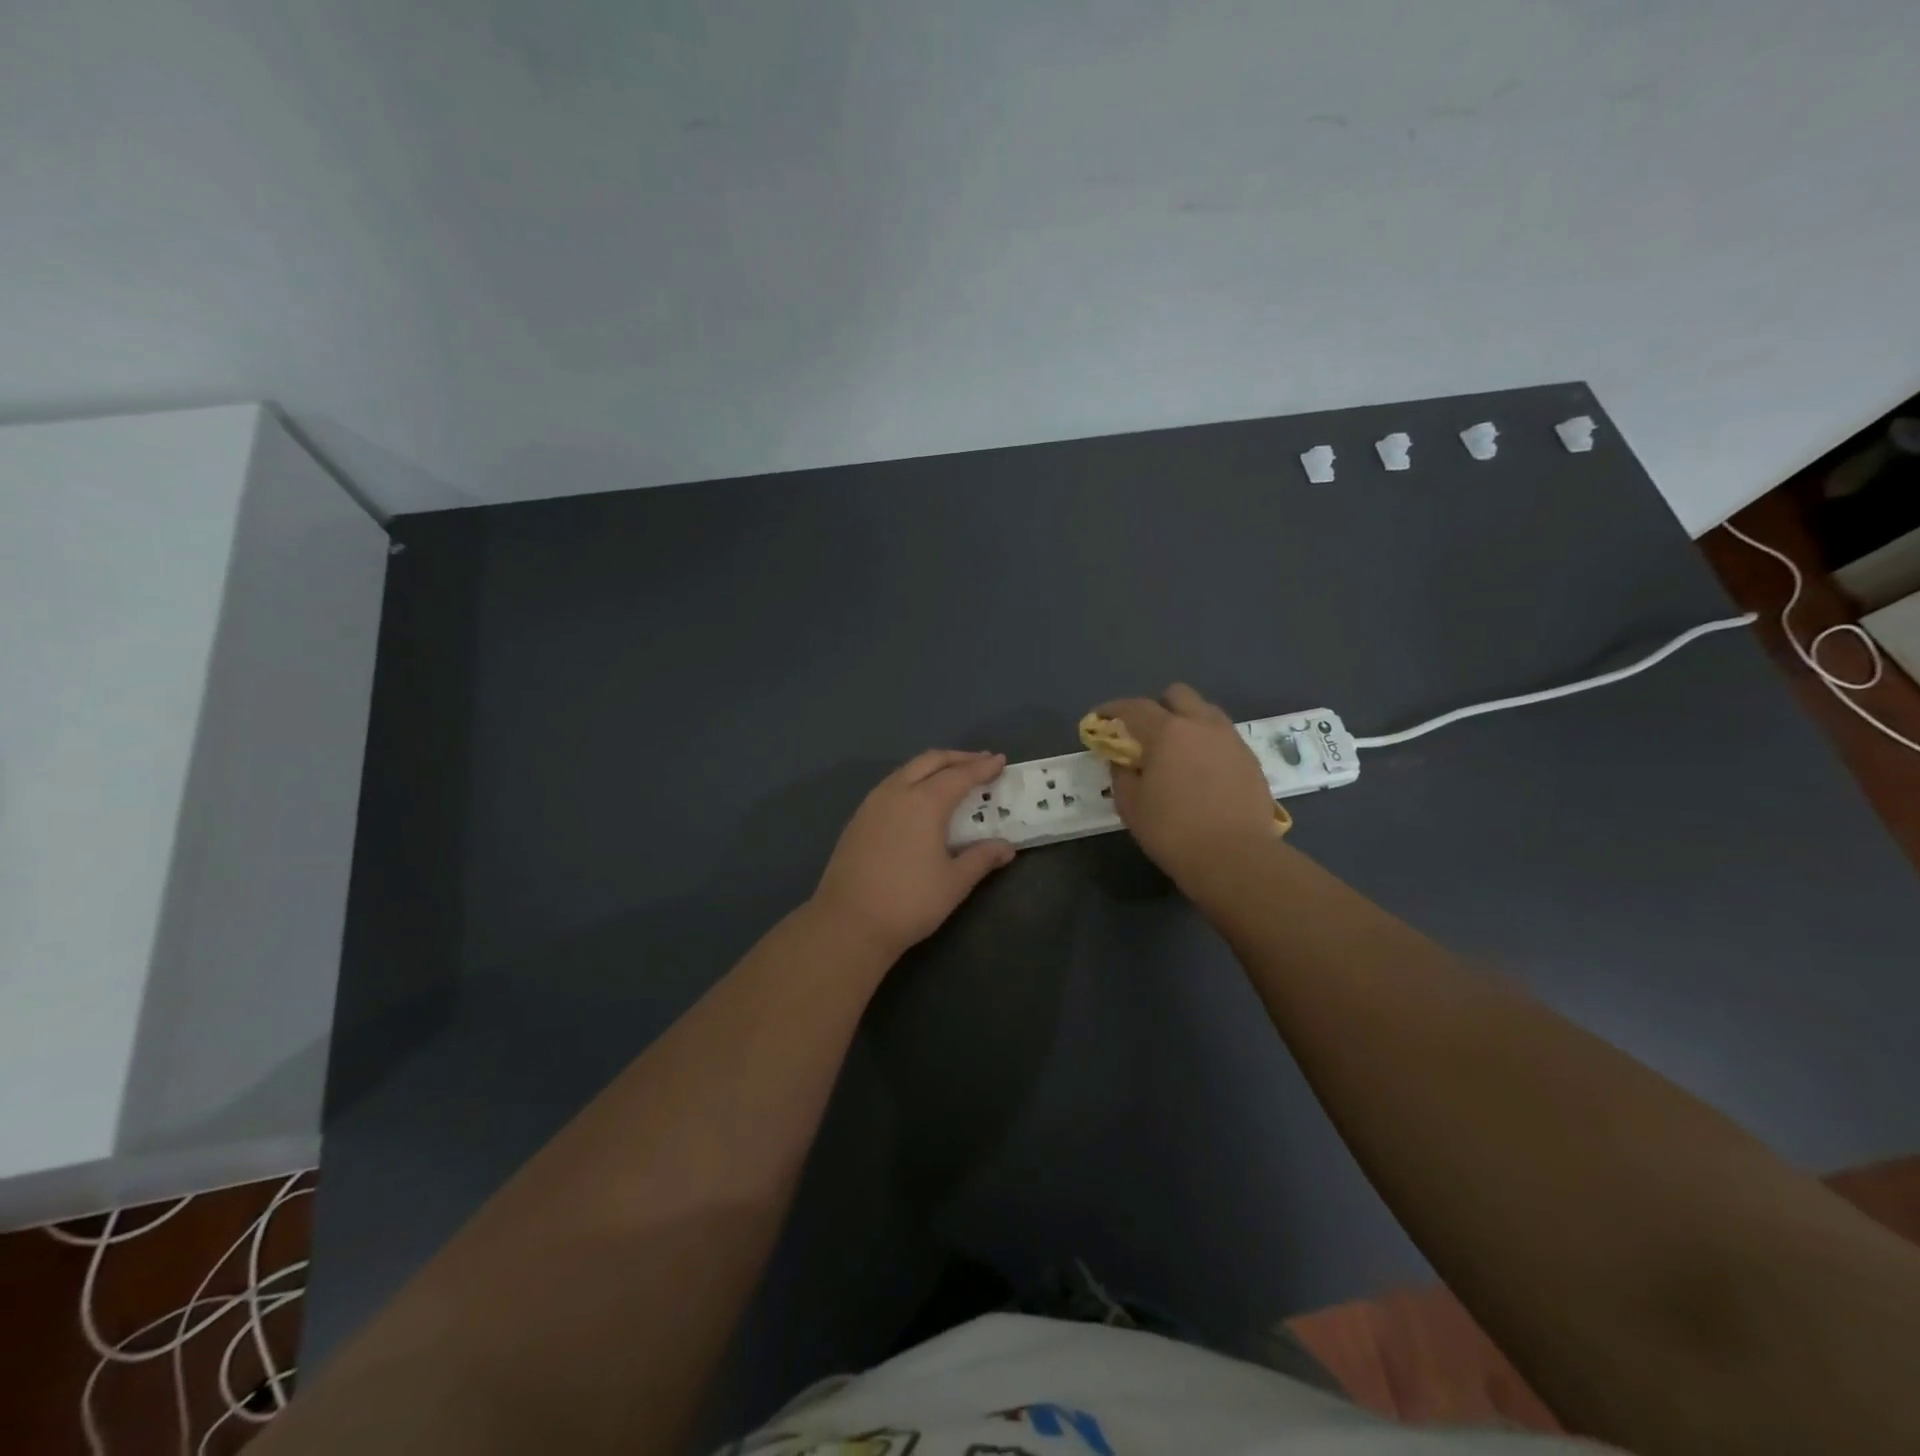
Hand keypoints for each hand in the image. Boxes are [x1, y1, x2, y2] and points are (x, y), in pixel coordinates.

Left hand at [812, 750, 1016, 958]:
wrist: (849, 923)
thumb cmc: (909, 902)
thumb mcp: (954, 882)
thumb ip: (981, 858)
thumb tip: (1006, 848)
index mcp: (924, 802)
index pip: (960, 775)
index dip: (982, 767)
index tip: (1000, 760)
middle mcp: (897, 792)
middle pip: (930, 761)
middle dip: (957, 758)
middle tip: (979, 763)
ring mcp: (873, 803)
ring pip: (907, 770)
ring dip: (932, 767)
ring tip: (951, 777)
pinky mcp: (858, 818)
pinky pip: (891, 786)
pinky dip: (912, 781)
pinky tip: (919, 799)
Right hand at [1094, 684, 1277, 883]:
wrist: (1235, 857)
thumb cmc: (1173, 830)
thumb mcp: (1131, 805)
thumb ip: (1122, 774)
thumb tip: (1123, 760)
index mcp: (1167, 732)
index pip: (1134, 707)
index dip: (1112, 709)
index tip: (1100, 718)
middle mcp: (1201, 724)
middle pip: (1178, 695)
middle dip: (1158, 706)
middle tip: (1145, 733)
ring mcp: (1230, 739)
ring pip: (1205, 712)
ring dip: (1186, 721)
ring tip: (1176, 750)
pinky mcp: (1250, 759)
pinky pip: (1223, 737)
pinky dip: (1206, 743)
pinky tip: (1200, 771)